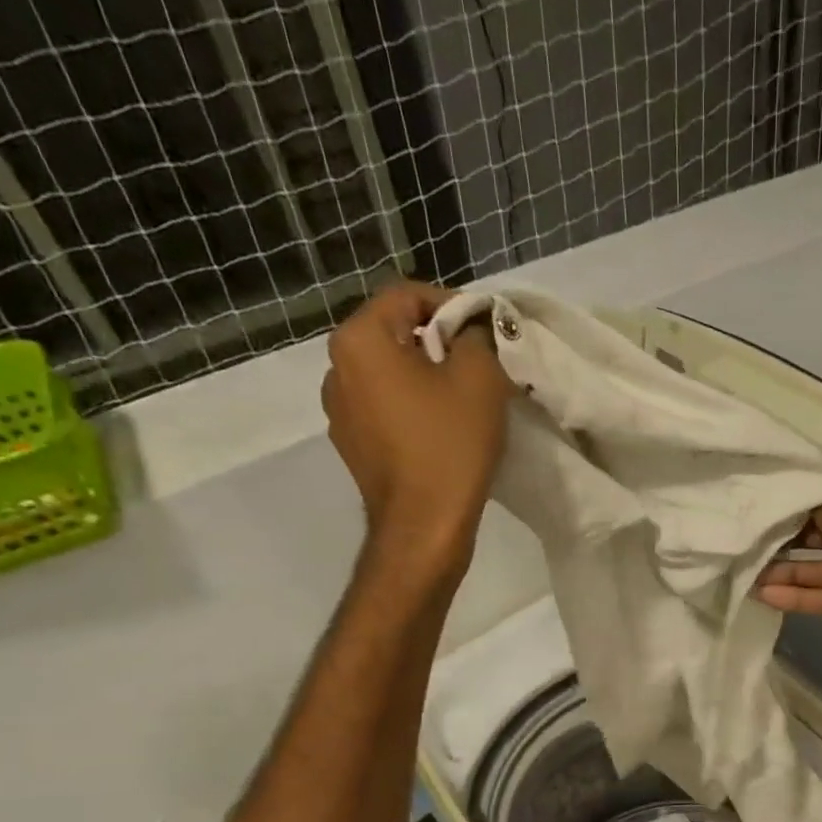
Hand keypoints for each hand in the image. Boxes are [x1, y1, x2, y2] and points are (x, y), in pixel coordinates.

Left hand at [321, 281, 514, 551]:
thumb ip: (477, 336)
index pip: (406, 295)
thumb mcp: (480, 378)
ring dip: (424, 378)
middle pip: (394, 334)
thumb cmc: (450, 446)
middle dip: (438, 343)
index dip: (452, 304)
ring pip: (389, 374)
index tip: (485, 332)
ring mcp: (339, 411)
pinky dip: (412, 409)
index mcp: (360, 340)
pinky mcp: (352, 446)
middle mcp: (336, 368)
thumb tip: (471, 329)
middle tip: (479, 367)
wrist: (424, 526)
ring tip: (461, 402)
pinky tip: (441, 433)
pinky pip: (385, 409)